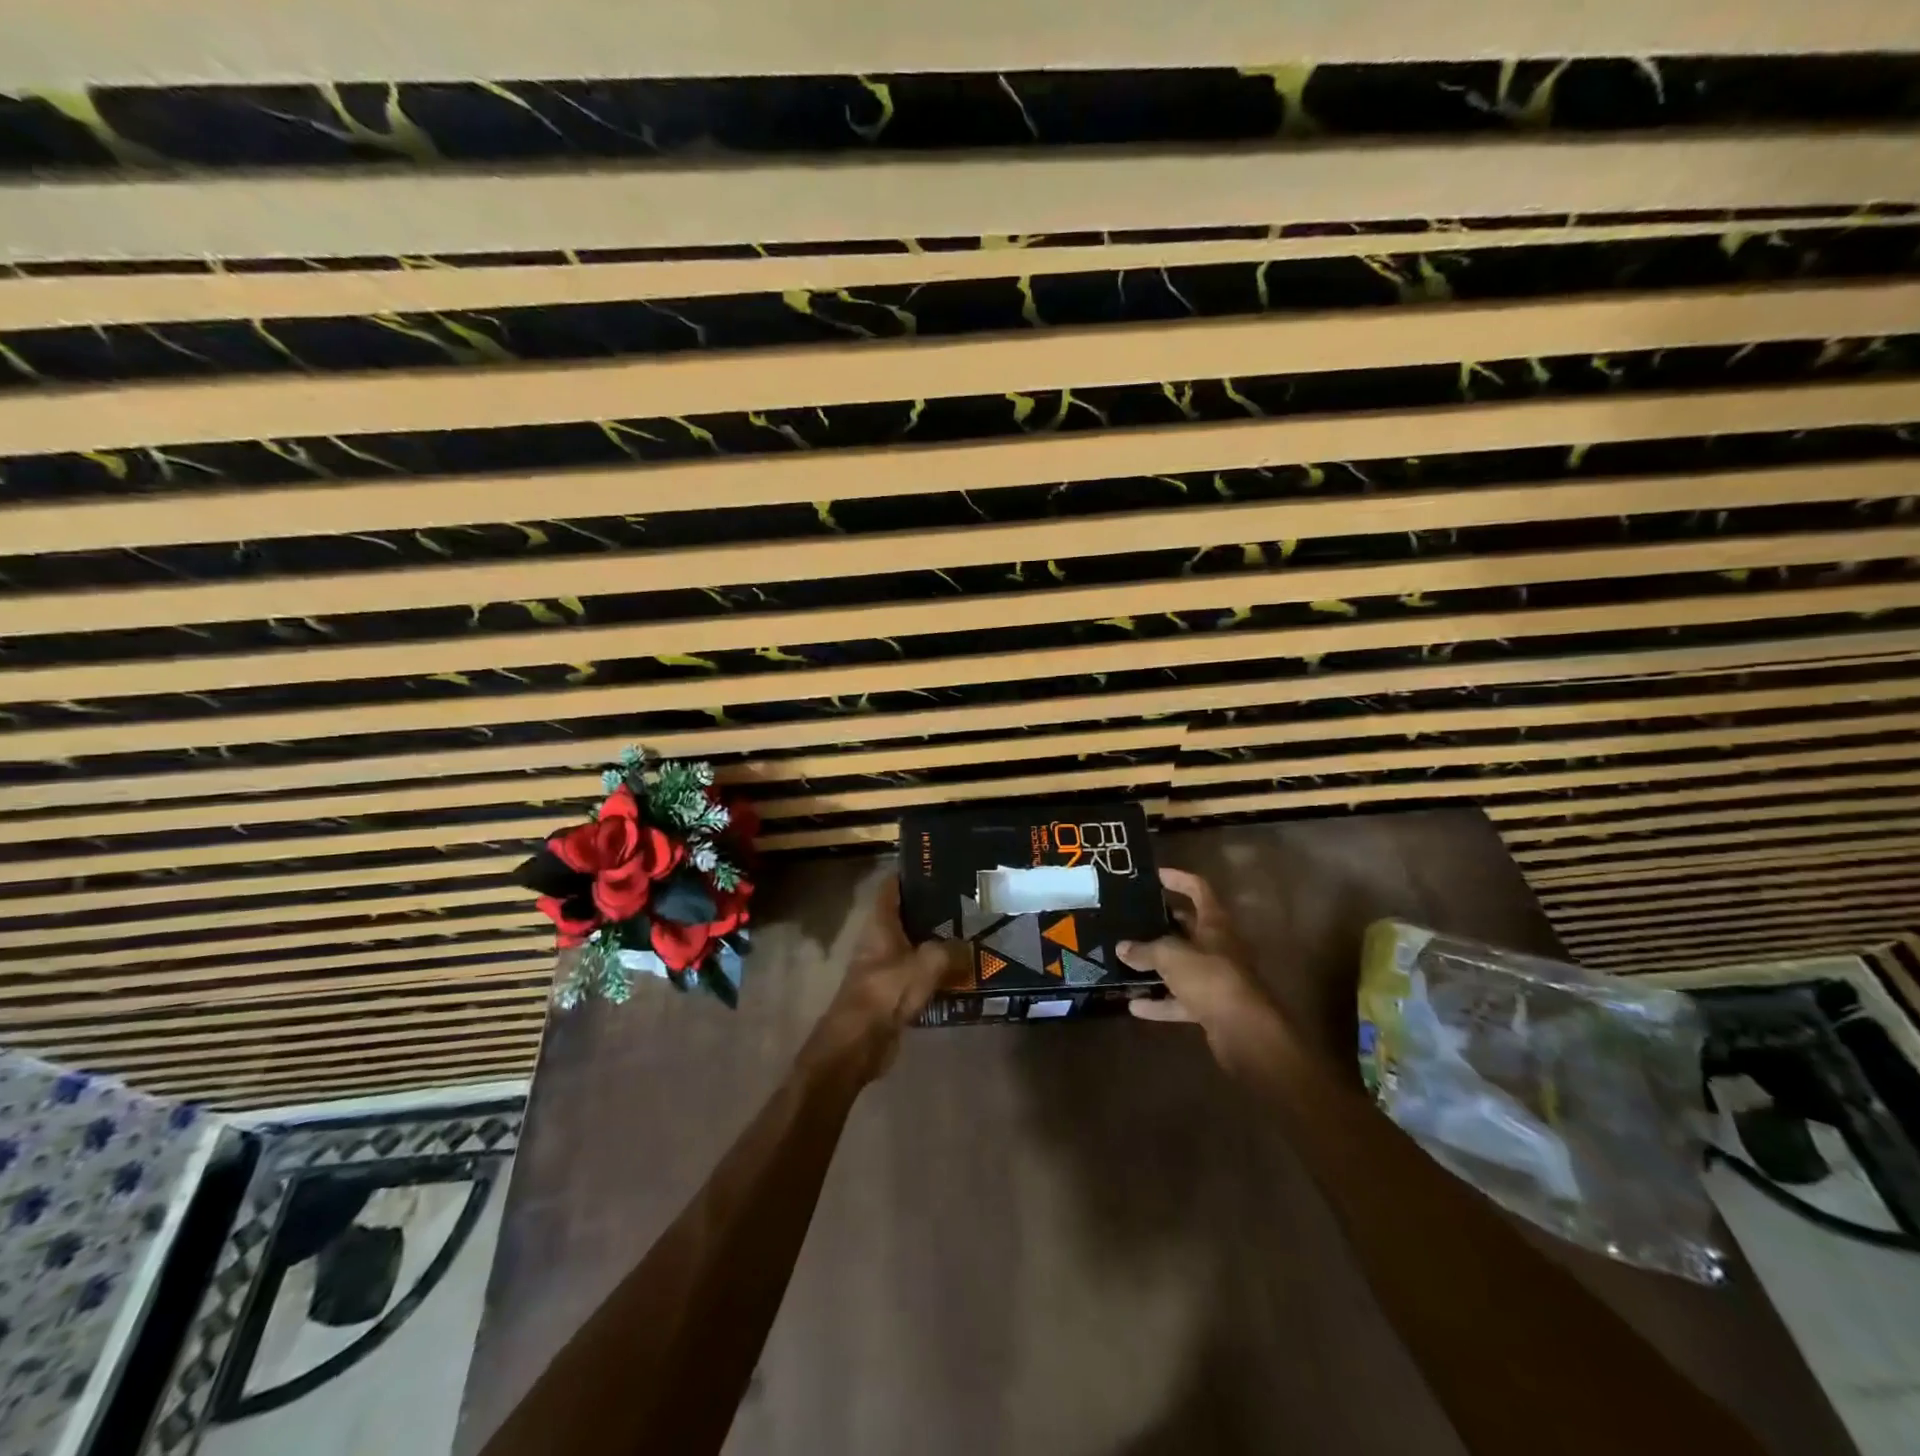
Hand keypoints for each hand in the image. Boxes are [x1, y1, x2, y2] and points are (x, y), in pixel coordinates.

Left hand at [807, 875, 962, 1081]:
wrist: (858, 1044)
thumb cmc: (885, 993)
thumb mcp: (925, 965)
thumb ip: (951, 951)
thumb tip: (972, 947)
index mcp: (880, 924)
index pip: (892, 887)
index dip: (910, 873)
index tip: (938, 864)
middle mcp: (880, 940)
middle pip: (908, 916)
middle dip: (934, 908)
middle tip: (968, 900)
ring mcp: (886, 967)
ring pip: (916, 946)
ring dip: (939, 942)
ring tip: (973, 932)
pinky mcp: (894, 993)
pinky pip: (921, 974)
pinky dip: (939, 971)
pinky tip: (964, 971)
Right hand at [1118, 867, 1287, 1067]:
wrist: (1245, 1032)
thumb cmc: (1210, 978)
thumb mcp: (1171, 957)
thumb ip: (1145, 950)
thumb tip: (1122, 947)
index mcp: (1215, 924)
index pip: (1198, 890)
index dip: (1178, 879)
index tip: (1154, 875)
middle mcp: (1218, 947)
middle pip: (1189, 927)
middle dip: (1162, 923)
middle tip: (1132, 918)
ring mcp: (1216, 978)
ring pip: (1182, 965)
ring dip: (1157, 965)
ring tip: (1126, 959)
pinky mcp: (1212, 1006)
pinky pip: (1181, 999)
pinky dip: (1160, 1002)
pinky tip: (1134, 1005)